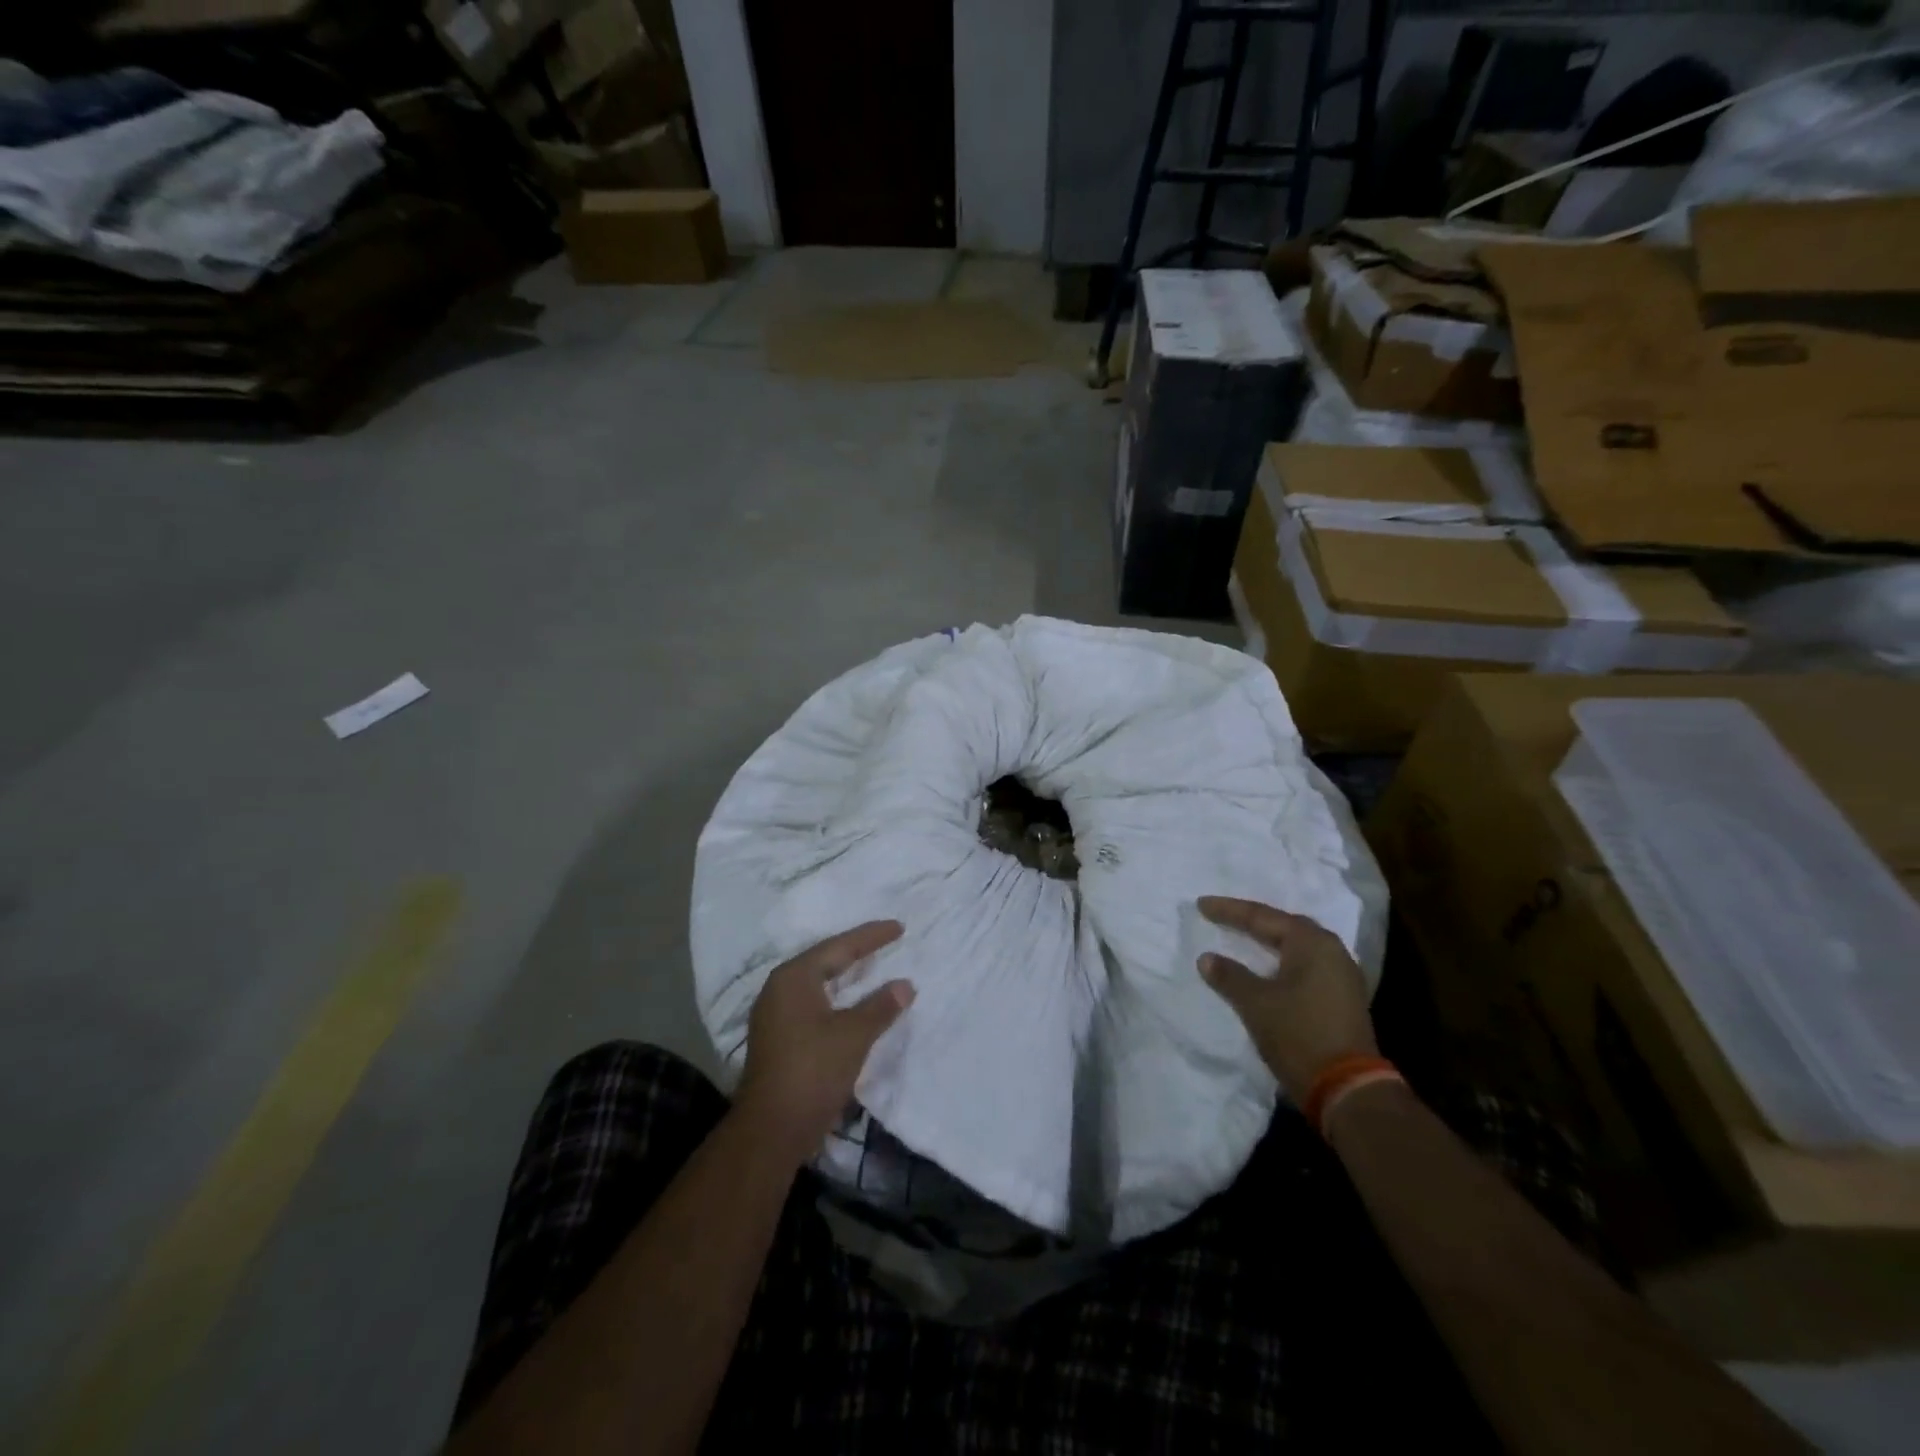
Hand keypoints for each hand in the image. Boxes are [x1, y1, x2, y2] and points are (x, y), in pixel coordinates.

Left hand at [737, 921, 912, 1162]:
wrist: (771, 1130)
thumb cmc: (813, 1072)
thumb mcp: (854, 1036)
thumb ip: (880, 1006)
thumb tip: (905, 985)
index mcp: (794, 978)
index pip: (839, 947)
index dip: (871, 936)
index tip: (899, 927)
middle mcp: (779, 988)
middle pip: (824, 960)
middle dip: (856, 951)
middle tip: (887, 940)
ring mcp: (775, 1014)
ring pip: (817, 983)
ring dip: (845, 976)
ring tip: (872, 966)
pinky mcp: (778, 1037)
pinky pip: (813, 1003)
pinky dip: (836, 998)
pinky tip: (852, 1003)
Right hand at [1196, 896, 1375, 1100]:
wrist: (1347, 1090)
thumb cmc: (1298, 1034)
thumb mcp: (1255, 1003)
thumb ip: (1229, 975)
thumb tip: (1207, 958)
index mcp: (1312, 943)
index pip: (1262, 917)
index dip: (1229, 911)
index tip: (1201, 905)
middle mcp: (1332, 951)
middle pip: (1285, 926)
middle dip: (1252, 921)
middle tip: (1223, 917)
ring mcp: (1342, 976)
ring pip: (1298, 947)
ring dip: (1270, 942)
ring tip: (1243, 937)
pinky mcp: (1343, 998)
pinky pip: (1306, 966)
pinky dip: (1282, 961)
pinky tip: (1268, 967)